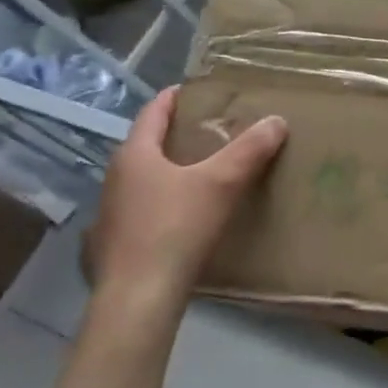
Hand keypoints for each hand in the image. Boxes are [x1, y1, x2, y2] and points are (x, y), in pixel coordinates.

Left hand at [82, 86, 287, 330]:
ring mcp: (111, 214)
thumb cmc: (176, 228)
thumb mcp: (223, 182)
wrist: (139, 297)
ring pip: (144, 179)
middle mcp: (115, 179)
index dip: (175, 99)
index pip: (153, 113)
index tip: (197, 90)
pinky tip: (184, 216)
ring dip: (171, 171)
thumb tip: (276, 120)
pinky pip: (144, 210)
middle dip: (178, 135)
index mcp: (135, 156)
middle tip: (213, 131)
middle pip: (148, 146)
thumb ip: (250, 149)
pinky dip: (164, 202)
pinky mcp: (115, 244)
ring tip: (204, 172)